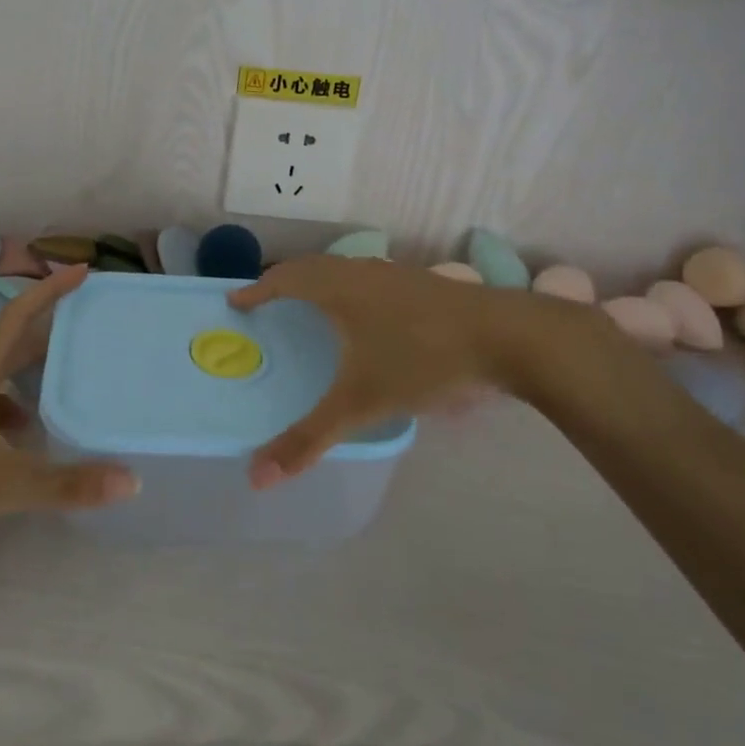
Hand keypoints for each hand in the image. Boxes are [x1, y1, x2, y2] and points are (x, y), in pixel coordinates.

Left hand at [0, 266, 136, 572]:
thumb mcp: (5, 484)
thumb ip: (67, 484)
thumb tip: (132, 480)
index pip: (17, 315)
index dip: (49, 289)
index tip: (82, 272)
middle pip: (15, 339)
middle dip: (51, 324)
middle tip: (92, 320)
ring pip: (5, 372)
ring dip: (37, 364)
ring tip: (75, 369)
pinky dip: (21, 403)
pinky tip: (35, 429)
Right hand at [229, 255, 617, 485]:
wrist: (508, 336)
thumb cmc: (423, 360)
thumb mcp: (361, 404)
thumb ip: (308, 439)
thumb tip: (256, 478)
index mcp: (338, 289)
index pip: (284, 279)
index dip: (257, 291)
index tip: (236, 302)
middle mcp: (361, 272)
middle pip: (311, 267)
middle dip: (284, 282)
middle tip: (267, 302)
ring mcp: (396, 273)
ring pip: (344, 269)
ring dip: (319, 282)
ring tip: (311, 306)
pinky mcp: (423, 284)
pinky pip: (369, 278)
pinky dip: (350, 288)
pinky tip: (367, 315)